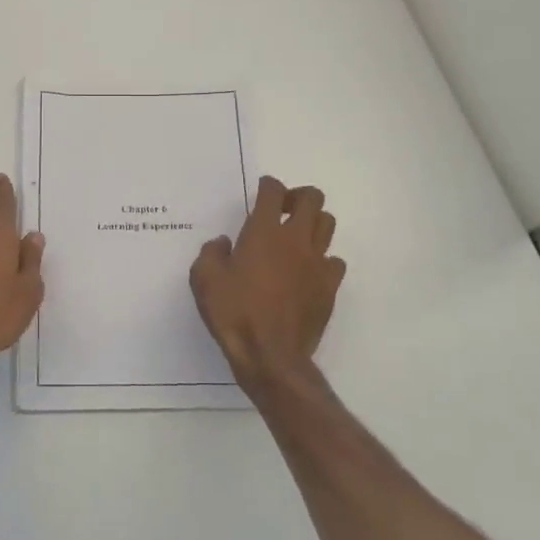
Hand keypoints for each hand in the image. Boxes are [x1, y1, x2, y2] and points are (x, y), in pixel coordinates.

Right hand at [190, 176, 345, 393]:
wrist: (270, 355)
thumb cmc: (233, 313)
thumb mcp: (204, 279)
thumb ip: (212, 253)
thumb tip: (224, 244)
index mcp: (263, 232)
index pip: (274, 191)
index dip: (268, 185)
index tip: (262, 190)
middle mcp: (295, 239)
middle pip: (312, 198)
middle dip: (298, 197)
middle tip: (283, 209)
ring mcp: (317, 263)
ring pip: (328, 224)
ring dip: (313, 223)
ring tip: (296, 237)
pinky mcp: (329, 287)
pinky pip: (335, 261)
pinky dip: (323, 259)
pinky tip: (308, 271)